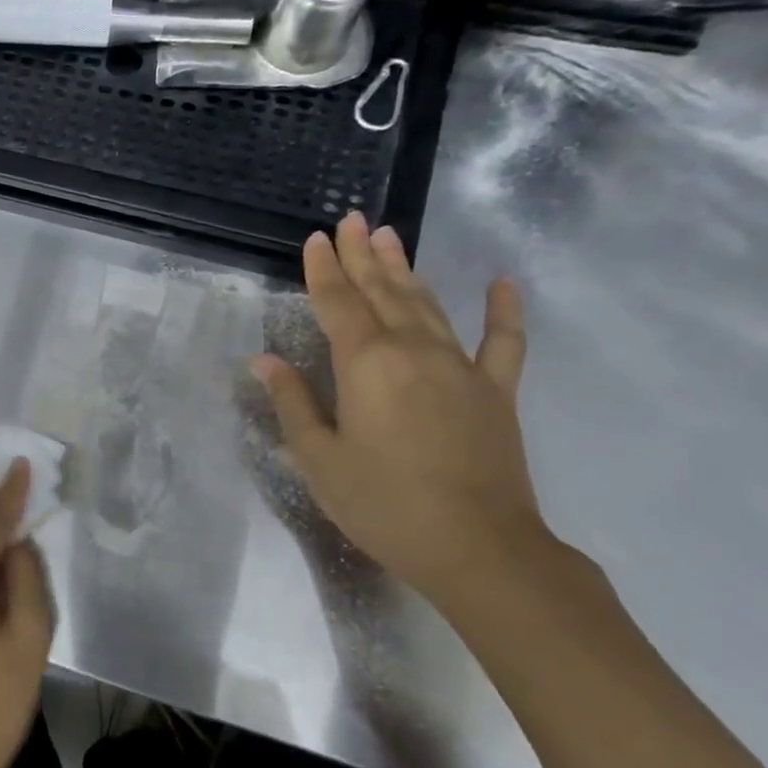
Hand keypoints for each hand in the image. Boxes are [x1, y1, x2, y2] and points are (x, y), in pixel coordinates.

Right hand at [252, 212, 553, 621]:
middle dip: (363, 255)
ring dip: (407, 269)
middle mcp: (413, 351)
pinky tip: (502, 283)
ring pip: (428, 305)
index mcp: (366, 363)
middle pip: (382, 292)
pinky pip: (503, 342)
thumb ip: (293, 402)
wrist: (478, 548)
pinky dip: (503, 310)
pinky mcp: (496, 392)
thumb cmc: (383, 504)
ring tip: (392, 236)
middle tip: (353, 219)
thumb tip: (264, 360)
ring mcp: (461, 367)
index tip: (315, 239)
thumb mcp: (319, 458)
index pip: (337, 304)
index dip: (322, 270)